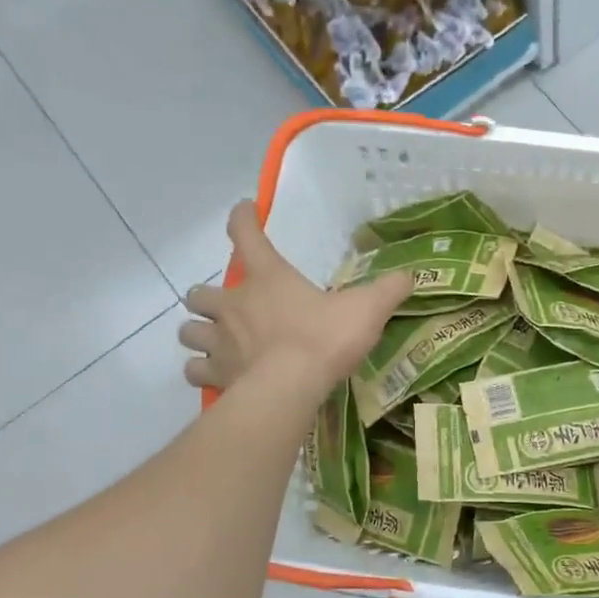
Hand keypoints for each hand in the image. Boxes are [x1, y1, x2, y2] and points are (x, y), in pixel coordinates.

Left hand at [179, 202, 411, 398]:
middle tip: (229, 306)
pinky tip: (218, 376)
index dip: (242, 218)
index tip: (243, 210)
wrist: (290, 388)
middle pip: (200, 292)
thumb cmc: (325, 339)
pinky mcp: (216, 375)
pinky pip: (196, 371)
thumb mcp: (367, 309)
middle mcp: (234, 304)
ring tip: (217, 341)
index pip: (246, 234)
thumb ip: (388, 290)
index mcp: (268, 278)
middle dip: (208, 297)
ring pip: (189, 331)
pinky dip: (203, 372)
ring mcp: (219, 341)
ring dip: (200, 332)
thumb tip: (409, 276)